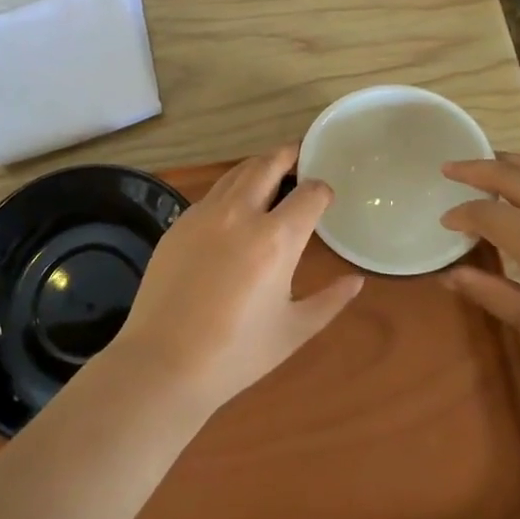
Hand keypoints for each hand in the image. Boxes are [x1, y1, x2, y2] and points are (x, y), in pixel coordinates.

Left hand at [109, 146, 362, 412]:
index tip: (326, 197)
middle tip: (301, 155)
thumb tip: (357, 280)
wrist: (163, 363)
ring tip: (272, 173)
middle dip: (289, 155)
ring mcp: (204, 215)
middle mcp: (240, 214)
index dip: (323, 190)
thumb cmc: (236, 354)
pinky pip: (212, 194)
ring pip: (237, 172)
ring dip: (259, 166)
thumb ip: (330, 301)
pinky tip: (235, 208)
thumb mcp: (294, 331)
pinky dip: (231, 188)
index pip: (309, 192)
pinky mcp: (179, 224)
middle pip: (269, 164)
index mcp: (276, 239)